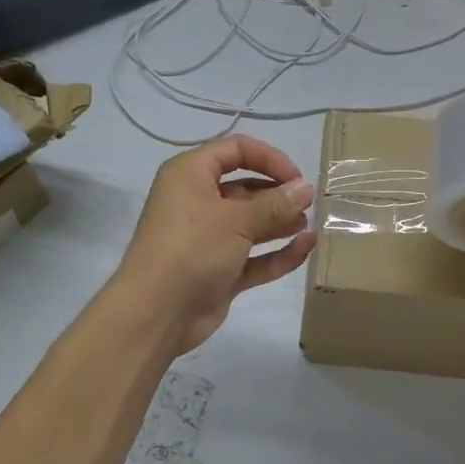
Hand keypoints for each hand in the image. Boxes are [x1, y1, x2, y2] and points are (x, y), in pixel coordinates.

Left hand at [112, 135, 316, 356]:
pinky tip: (306, 248)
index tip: (297, 178)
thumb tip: (306, 189)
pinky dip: (278, 253)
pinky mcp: (220, 271)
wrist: (156, 314)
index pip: (235, 150)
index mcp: (191, 175)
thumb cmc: (192, 249)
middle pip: (245, 187)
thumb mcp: (236, 220)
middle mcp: (198, 202)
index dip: (269, 158)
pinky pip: (254, 257)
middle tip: (309, 205)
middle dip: (278, 194)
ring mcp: (209, 239)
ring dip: (280, 222)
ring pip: (251, 223)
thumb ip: (275, 204)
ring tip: (309, 224)